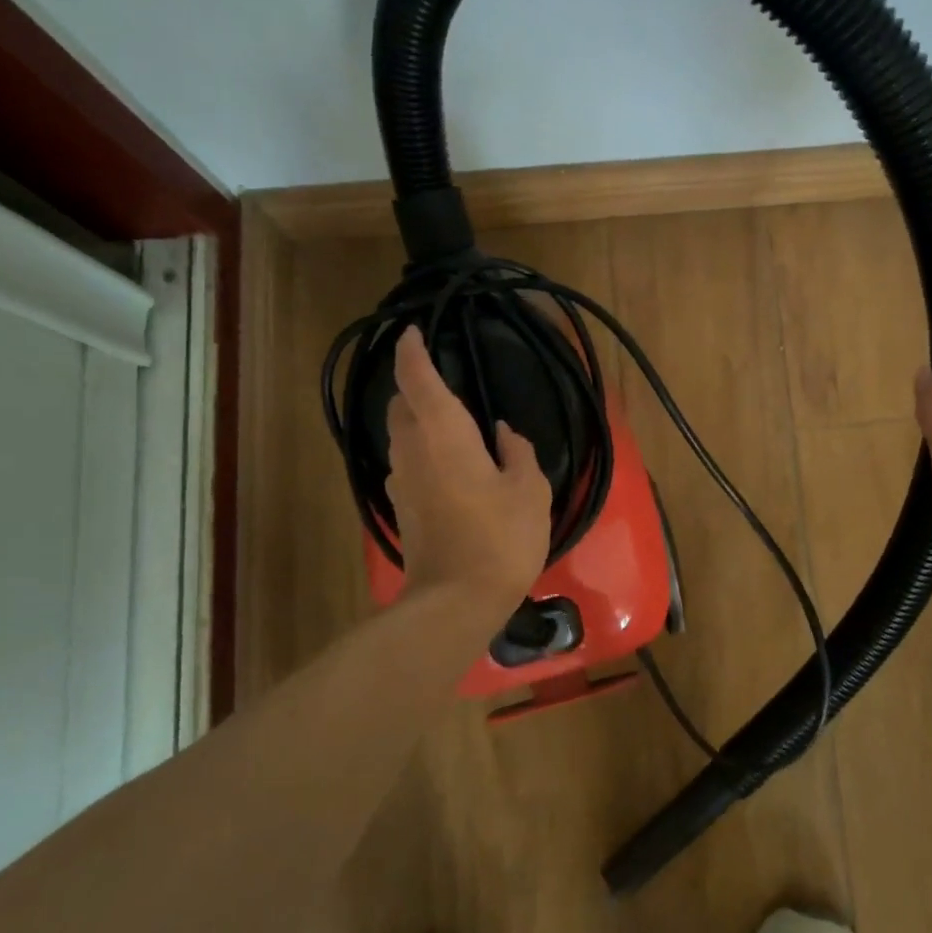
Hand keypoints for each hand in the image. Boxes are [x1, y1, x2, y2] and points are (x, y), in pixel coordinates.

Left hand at [385, 326, 552, 610]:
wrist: (456, 600)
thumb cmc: (500, 537)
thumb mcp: (529, 490)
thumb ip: (517, 452)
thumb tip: (503, 434)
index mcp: (443, 434)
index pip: (417, 378)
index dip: (411, 351)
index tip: (412, 331)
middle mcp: (413, 450)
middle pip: (402, 405)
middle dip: (415, 386)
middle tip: (445, 383)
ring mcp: (402, 481)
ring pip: (402, 435)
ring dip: (418, 421)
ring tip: (452, 424)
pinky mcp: (403, 508)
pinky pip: (409, 463)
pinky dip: (423, 451)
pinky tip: (451, 466)